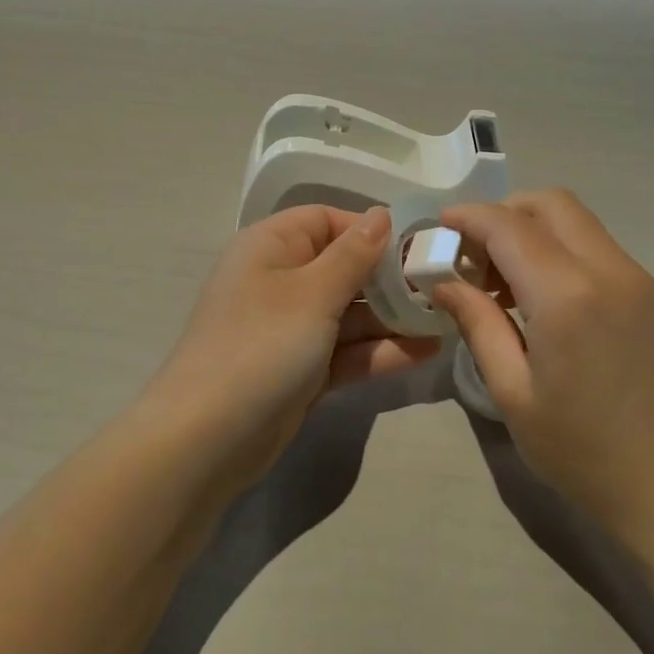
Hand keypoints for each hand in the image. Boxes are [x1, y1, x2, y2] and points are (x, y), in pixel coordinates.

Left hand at [144, 205, 439, 493]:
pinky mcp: (301, 371)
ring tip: (446, 321)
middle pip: (343, 268)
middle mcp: (280, 281)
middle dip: (390, 279)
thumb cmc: (261, 346)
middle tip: (442, 288)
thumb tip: (381, 215)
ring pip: (349, 314)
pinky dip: (379, 351)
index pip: (326, 220)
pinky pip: (345, 351)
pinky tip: (425, 353)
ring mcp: (290, 330)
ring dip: (393, 319)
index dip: (370, 229)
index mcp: (272, 247)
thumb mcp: (312, 293)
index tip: (417, 246)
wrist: (207, 439)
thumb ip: (354, 255)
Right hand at [430, 190, 653, 547]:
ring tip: (500, 282)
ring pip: (576, 222)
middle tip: (471, 256)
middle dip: (503, 213)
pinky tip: (539, 299)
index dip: (467, 217)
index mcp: (566, 294)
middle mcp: (607, 269)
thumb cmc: (585, 453)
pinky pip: (595, 248)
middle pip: (550, 204)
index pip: (508, 225)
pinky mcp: (650, 296)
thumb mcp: (514, 394)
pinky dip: (559, 250)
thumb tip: (445, 282)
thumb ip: (478, 325)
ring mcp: (636, 279)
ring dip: (532, 231)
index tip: (436, 229)